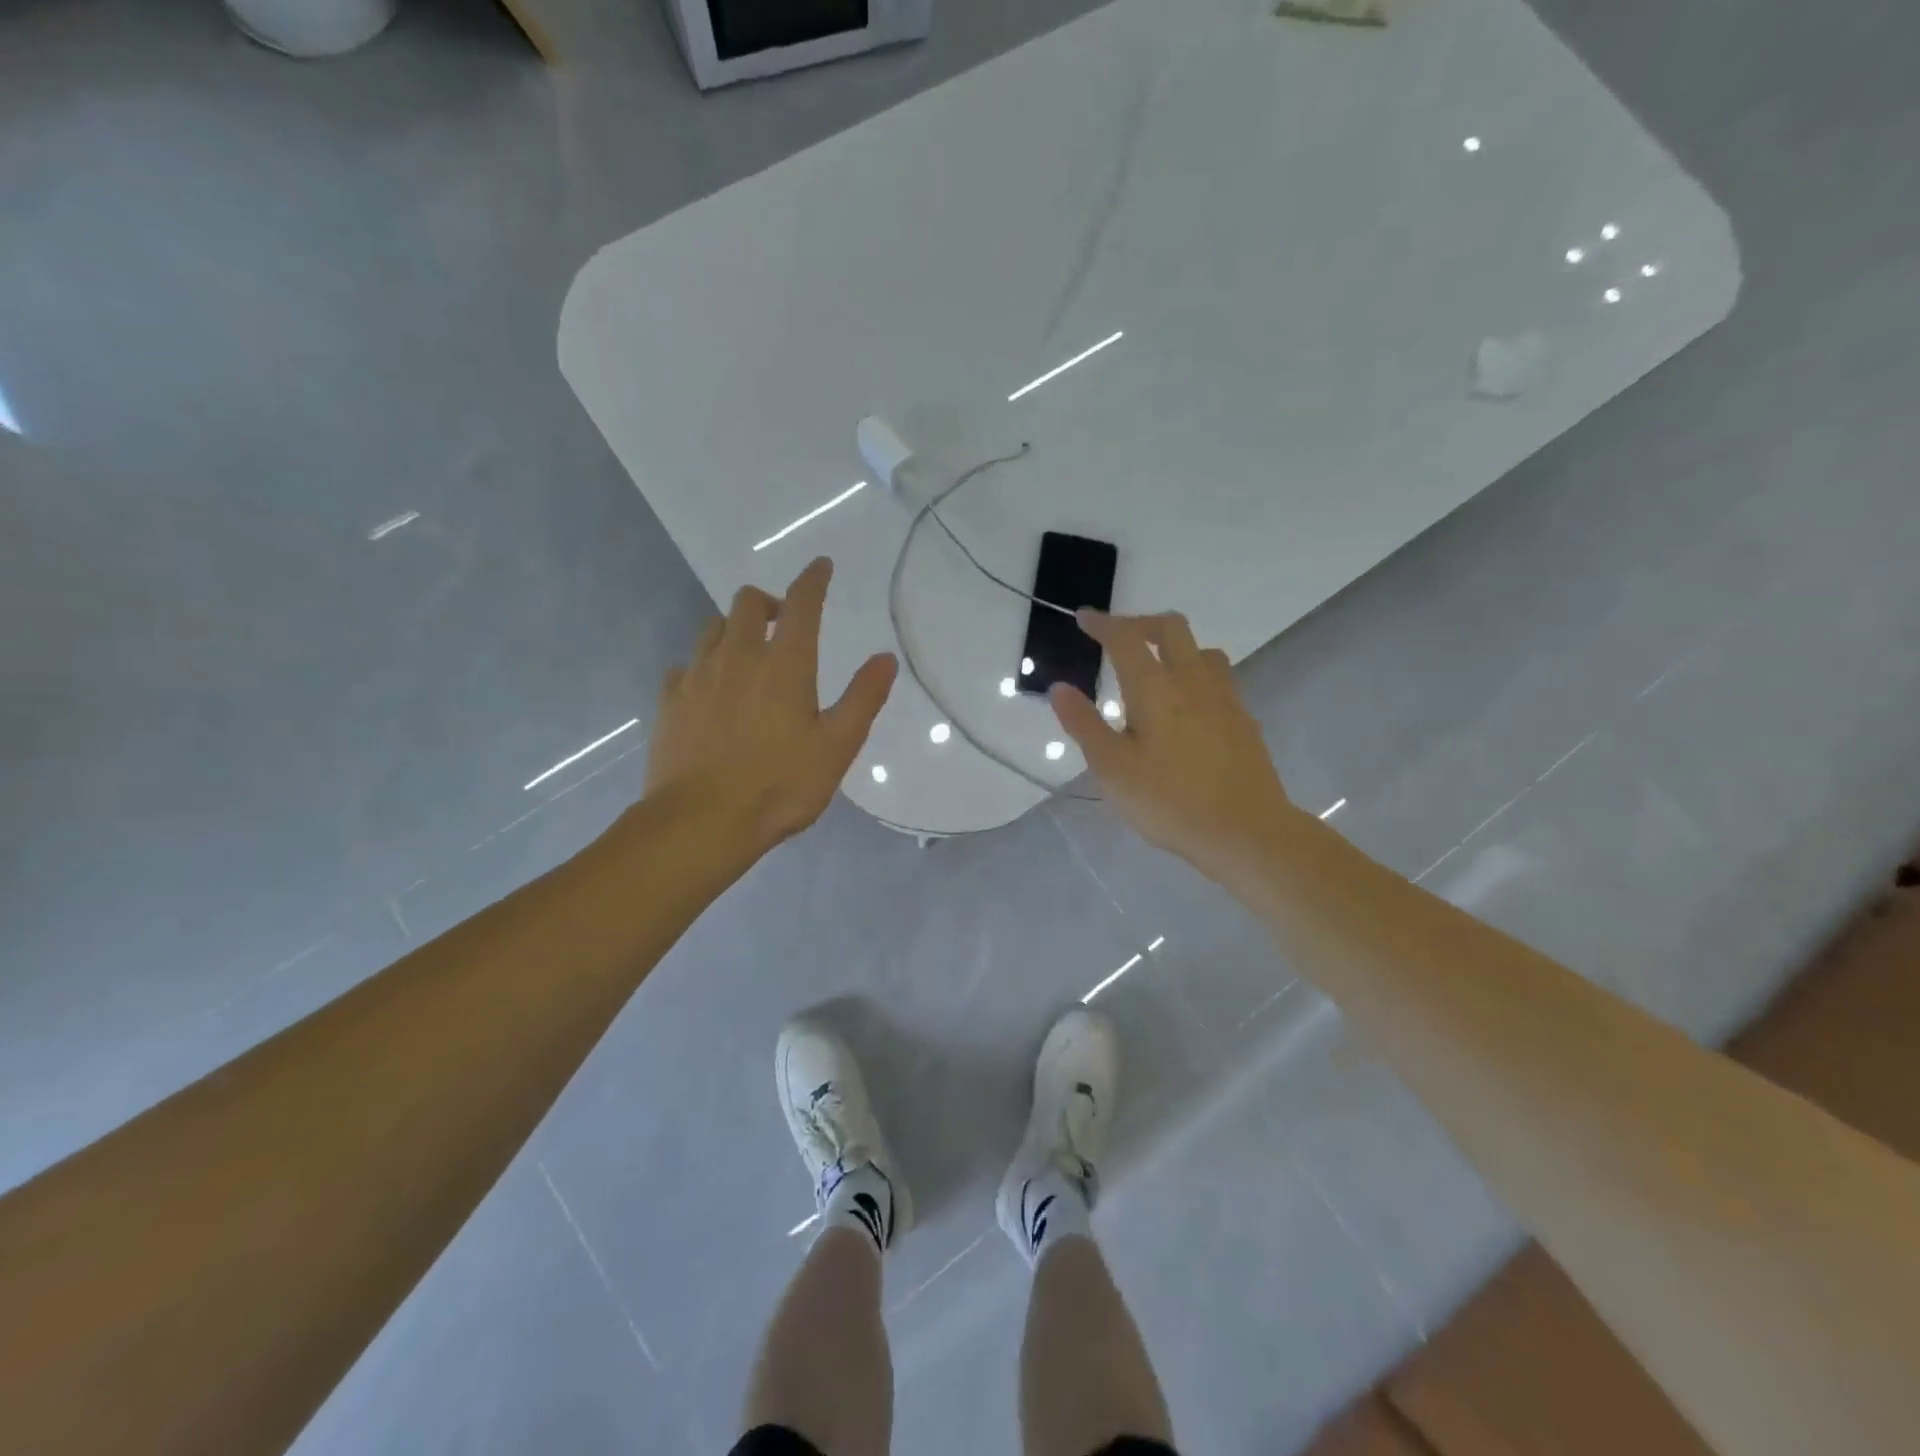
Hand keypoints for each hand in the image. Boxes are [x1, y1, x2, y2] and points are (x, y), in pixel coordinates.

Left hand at [644, 556, 895, 858]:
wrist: (702, 822)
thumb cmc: (779, 786)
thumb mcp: (837, 747)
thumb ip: (863, 699)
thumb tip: (885, 658)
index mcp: (784, 665)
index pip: (801, 604)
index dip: (813, 580)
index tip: (820, 566)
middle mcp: (738, 657)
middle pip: (746, 603)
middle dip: (768, 602)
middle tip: (784, 623)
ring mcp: (697, 677)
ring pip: (712, 628)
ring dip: (734, 629)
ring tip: (748, 654)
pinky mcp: (670, 702)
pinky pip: (685, 666)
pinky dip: (702, 665)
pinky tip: (709, 690)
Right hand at [1049, 610, 1306, 884]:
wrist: (1245, 830)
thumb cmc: (1169, 801)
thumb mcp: (1112, 769)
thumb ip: (1084, 724)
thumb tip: (1059, 688)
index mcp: (1154, 688)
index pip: (1125, 639)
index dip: (1102, 624)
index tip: (1084, 618)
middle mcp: (1191, 680)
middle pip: (1170, 628)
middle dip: (1141, 623)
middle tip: (1119, 637)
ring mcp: (1224, 697)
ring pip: (1201, 650)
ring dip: (1174, 646)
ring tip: (1156, 669)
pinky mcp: (1243, 718)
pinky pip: (1218, 677)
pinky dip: (1196, 673)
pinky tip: (1189, 704)